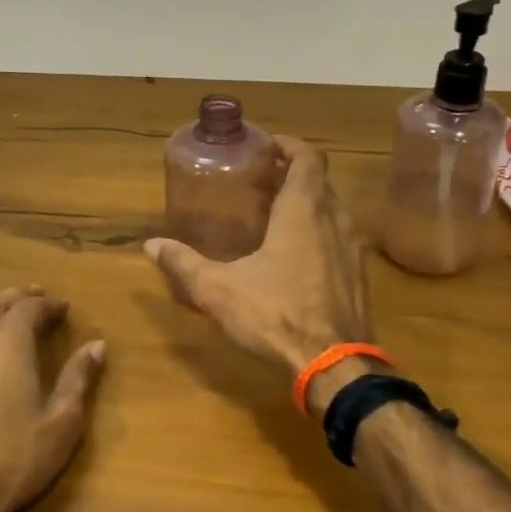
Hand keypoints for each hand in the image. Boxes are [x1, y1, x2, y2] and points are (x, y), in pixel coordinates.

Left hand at [0, 286, 105, 511]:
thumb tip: (97, 345)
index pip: (30, 307)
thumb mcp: (62, 422)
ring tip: (3, 310)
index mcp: (9, 341)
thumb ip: (78, 378)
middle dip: (20, 297)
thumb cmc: (14, 459)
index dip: (49, 304)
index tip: (64, 308)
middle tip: (38, 299)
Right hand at [144, 137, 371, 380]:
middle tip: (262, 180)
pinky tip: (298, 256)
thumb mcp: (219, 290)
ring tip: (277, 214)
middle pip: (321, 181)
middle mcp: (335, 220)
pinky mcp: (360, 276)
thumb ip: (184, 264)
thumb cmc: (276, 315)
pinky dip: (322, 232)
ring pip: (334, 210)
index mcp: (304, 210)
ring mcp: (354, 249)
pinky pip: (341, 238)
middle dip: (294, 174)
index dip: (289, 146)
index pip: (308, 158)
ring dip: (310, 203)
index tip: (266, 146)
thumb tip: (151, 244)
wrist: (334, 365)